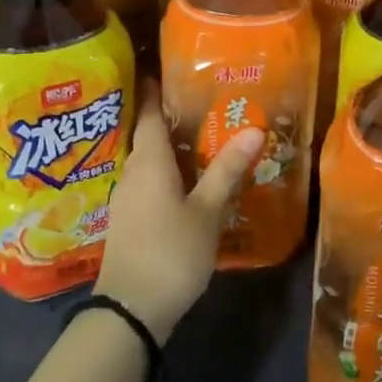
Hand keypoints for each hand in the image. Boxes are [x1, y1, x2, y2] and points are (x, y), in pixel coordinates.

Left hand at [96, 82, 262, 341]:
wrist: (130, 311)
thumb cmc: (170, 252)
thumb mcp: (206, 211)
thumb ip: (226, 170)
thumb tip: (254, 129)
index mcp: (149, 162)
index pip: (150, 115)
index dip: (156, 91)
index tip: (166, 70)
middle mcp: (132, 173)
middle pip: (148, 136)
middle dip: (169, 118)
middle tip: (201, 102)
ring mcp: (127, 199)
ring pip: (148, 162)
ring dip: (169, 148)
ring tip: (199, 138)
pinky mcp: (129, 221)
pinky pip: (148, 183)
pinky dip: (166, 173)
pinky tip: (186, 181)